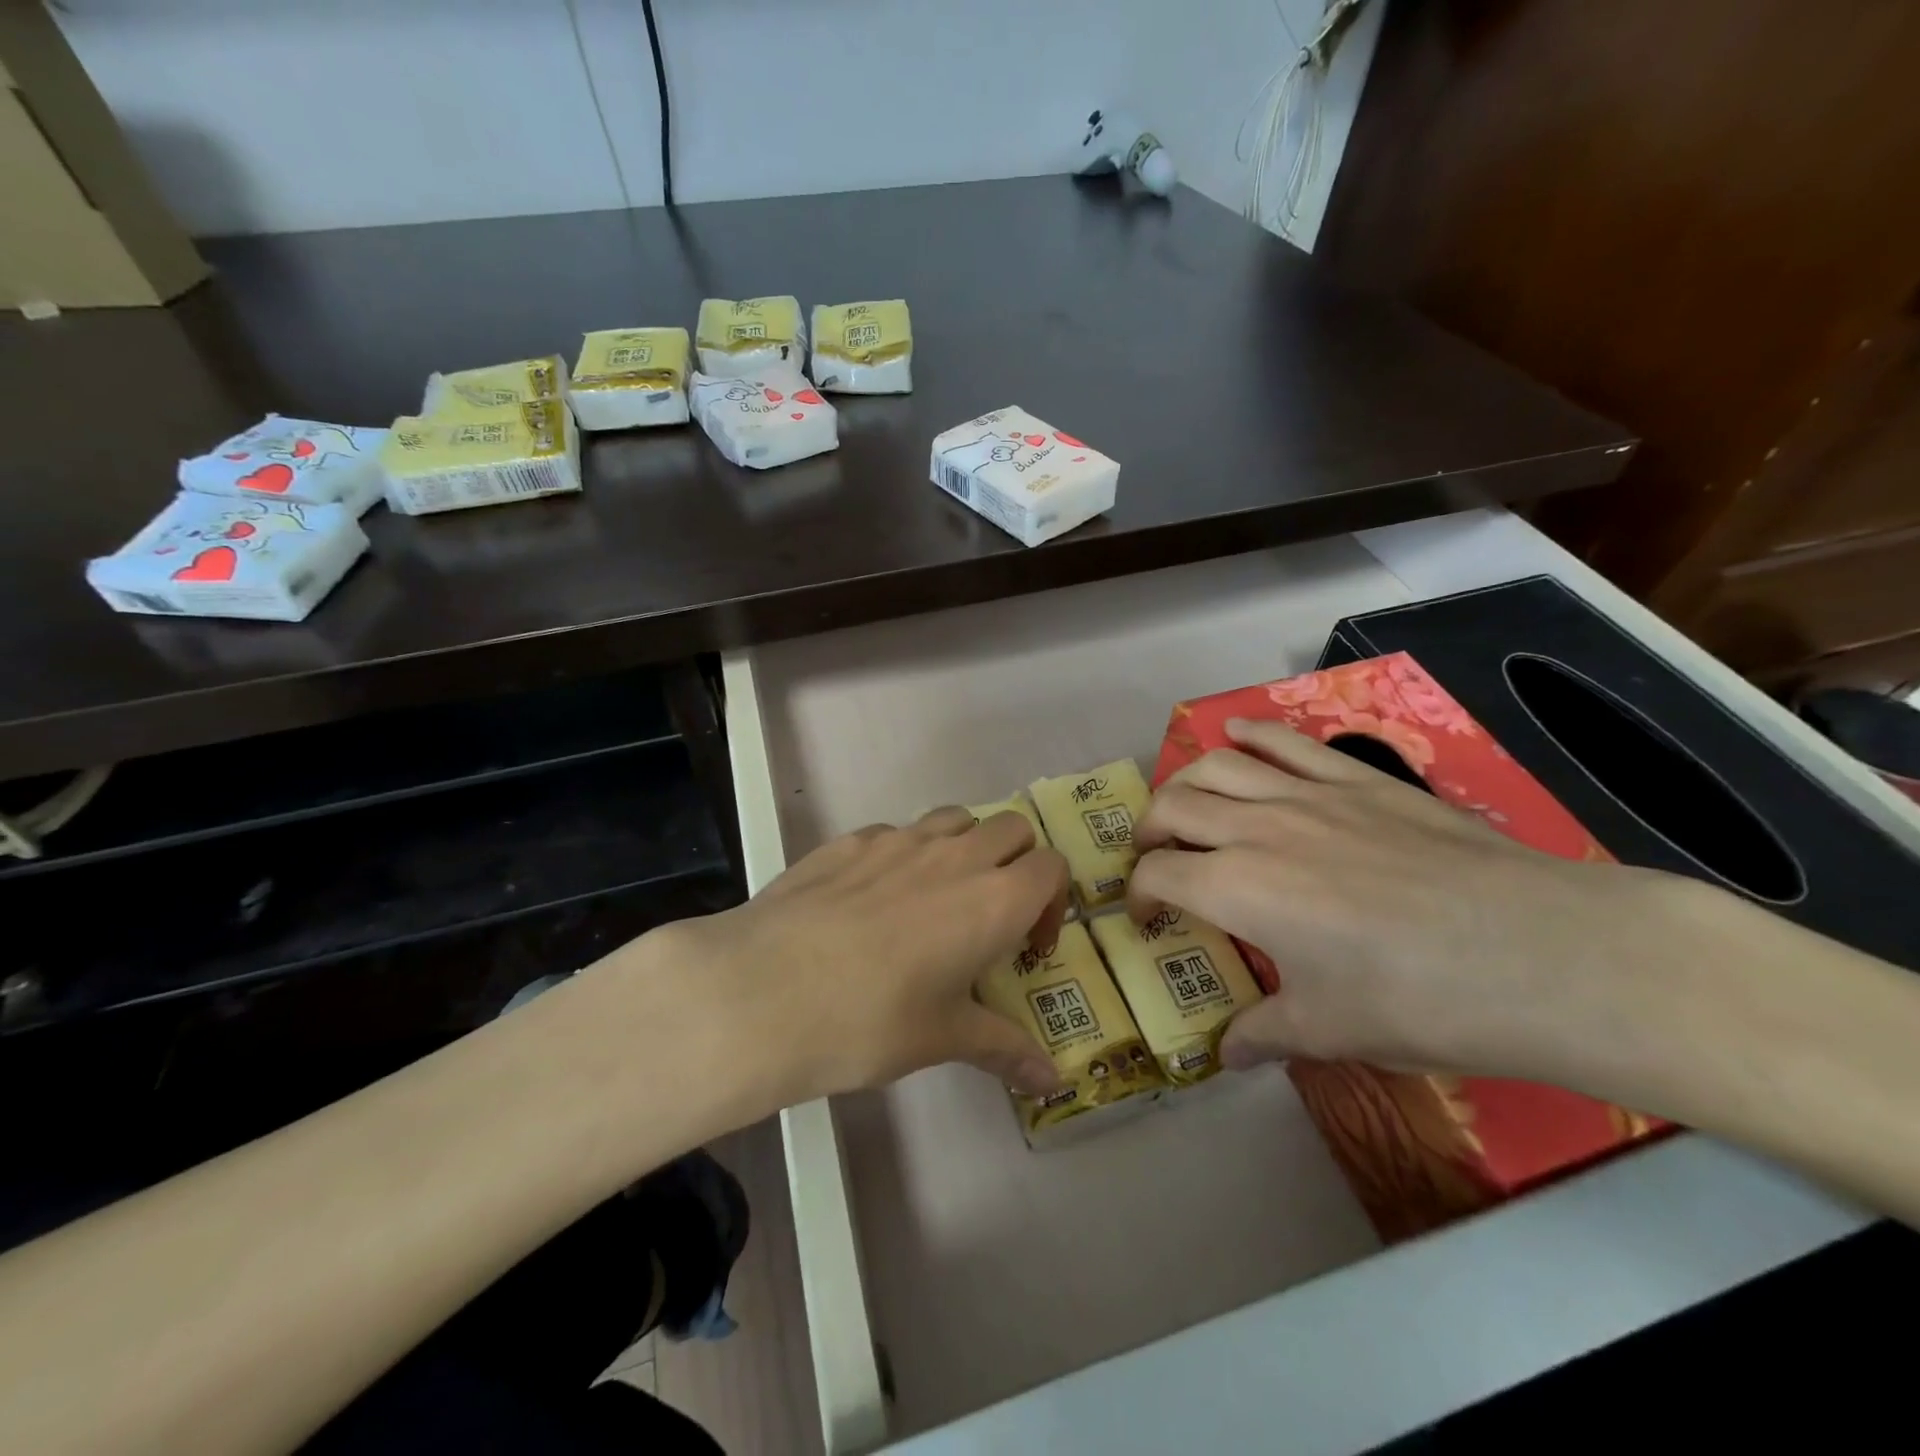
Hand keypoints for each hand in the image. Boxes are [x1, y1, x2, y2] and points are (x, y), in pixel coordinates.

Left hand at [629, 808, 1068, 1110]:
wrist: (764, 991)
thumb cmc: (869, 1021)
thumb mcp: (942, 1039)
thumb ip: (1003, 1049)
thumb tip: (1052, 1084)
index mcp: (993, 899)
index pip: (1051, 867)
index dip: (1051, 902)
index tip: (1026, 946)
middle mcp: (954, 855)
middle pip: (1011, 828)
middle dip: (1016, 863)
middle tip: (990, 916)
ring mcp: (898, 838)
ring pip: (955, 818)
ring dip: (964, 847)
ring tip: (936, 900)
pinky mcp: (849, 838)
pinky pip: (896, 832)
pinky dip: (905, 854)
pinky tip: (871, 902)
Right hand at [1131, 717, 1695, 1080]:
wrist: (1541, 952)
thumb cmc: (1421, 1000)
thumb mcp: (1331, 1030)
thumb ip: (1264, 1033)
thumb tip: (1227, 1053)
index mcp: (1237, 889)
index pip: (1158, 877)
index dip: (1139, 897)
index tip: (1146, 920)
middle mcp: (1257, 829)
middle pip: (1173, 807)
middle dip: (1148, 832)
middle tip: (1156, 858)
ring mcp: (1308, 794)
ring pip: (1217, 765)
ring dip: (1185, 781)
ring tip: (1185, 804)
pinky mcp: (1358, 777)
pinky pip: (1286, 741)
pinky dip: (1250, 734)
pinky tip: (1236, 735)